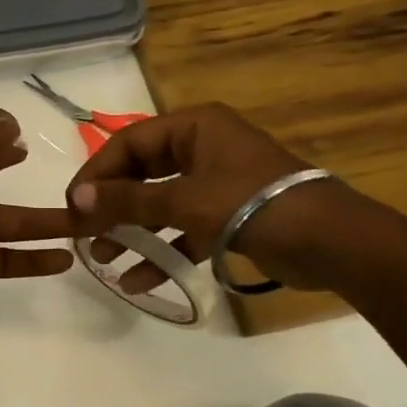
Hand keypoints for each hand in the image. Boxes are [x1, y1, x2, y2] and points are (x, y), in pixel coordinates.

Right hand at [65, 103, 352, 292]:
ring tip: (103, 259)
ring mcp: (215, 183)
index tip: (73, 205)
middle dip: (112, 205)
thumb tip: (78, 199)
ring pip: (159, 203)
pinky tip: (137, 279)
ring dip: (132, 231)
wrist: (333, 244)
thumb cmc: (254, 206)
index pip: (128, 143)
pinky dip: (161, 251)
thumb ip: (129, 200)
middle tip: (84, 233)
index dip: (97, 172)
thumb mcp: (185, 200)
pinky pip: (182, 229)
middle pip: (141, 172)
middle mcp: (202, 148)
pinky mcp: (227, 216)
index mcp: (194, 127)